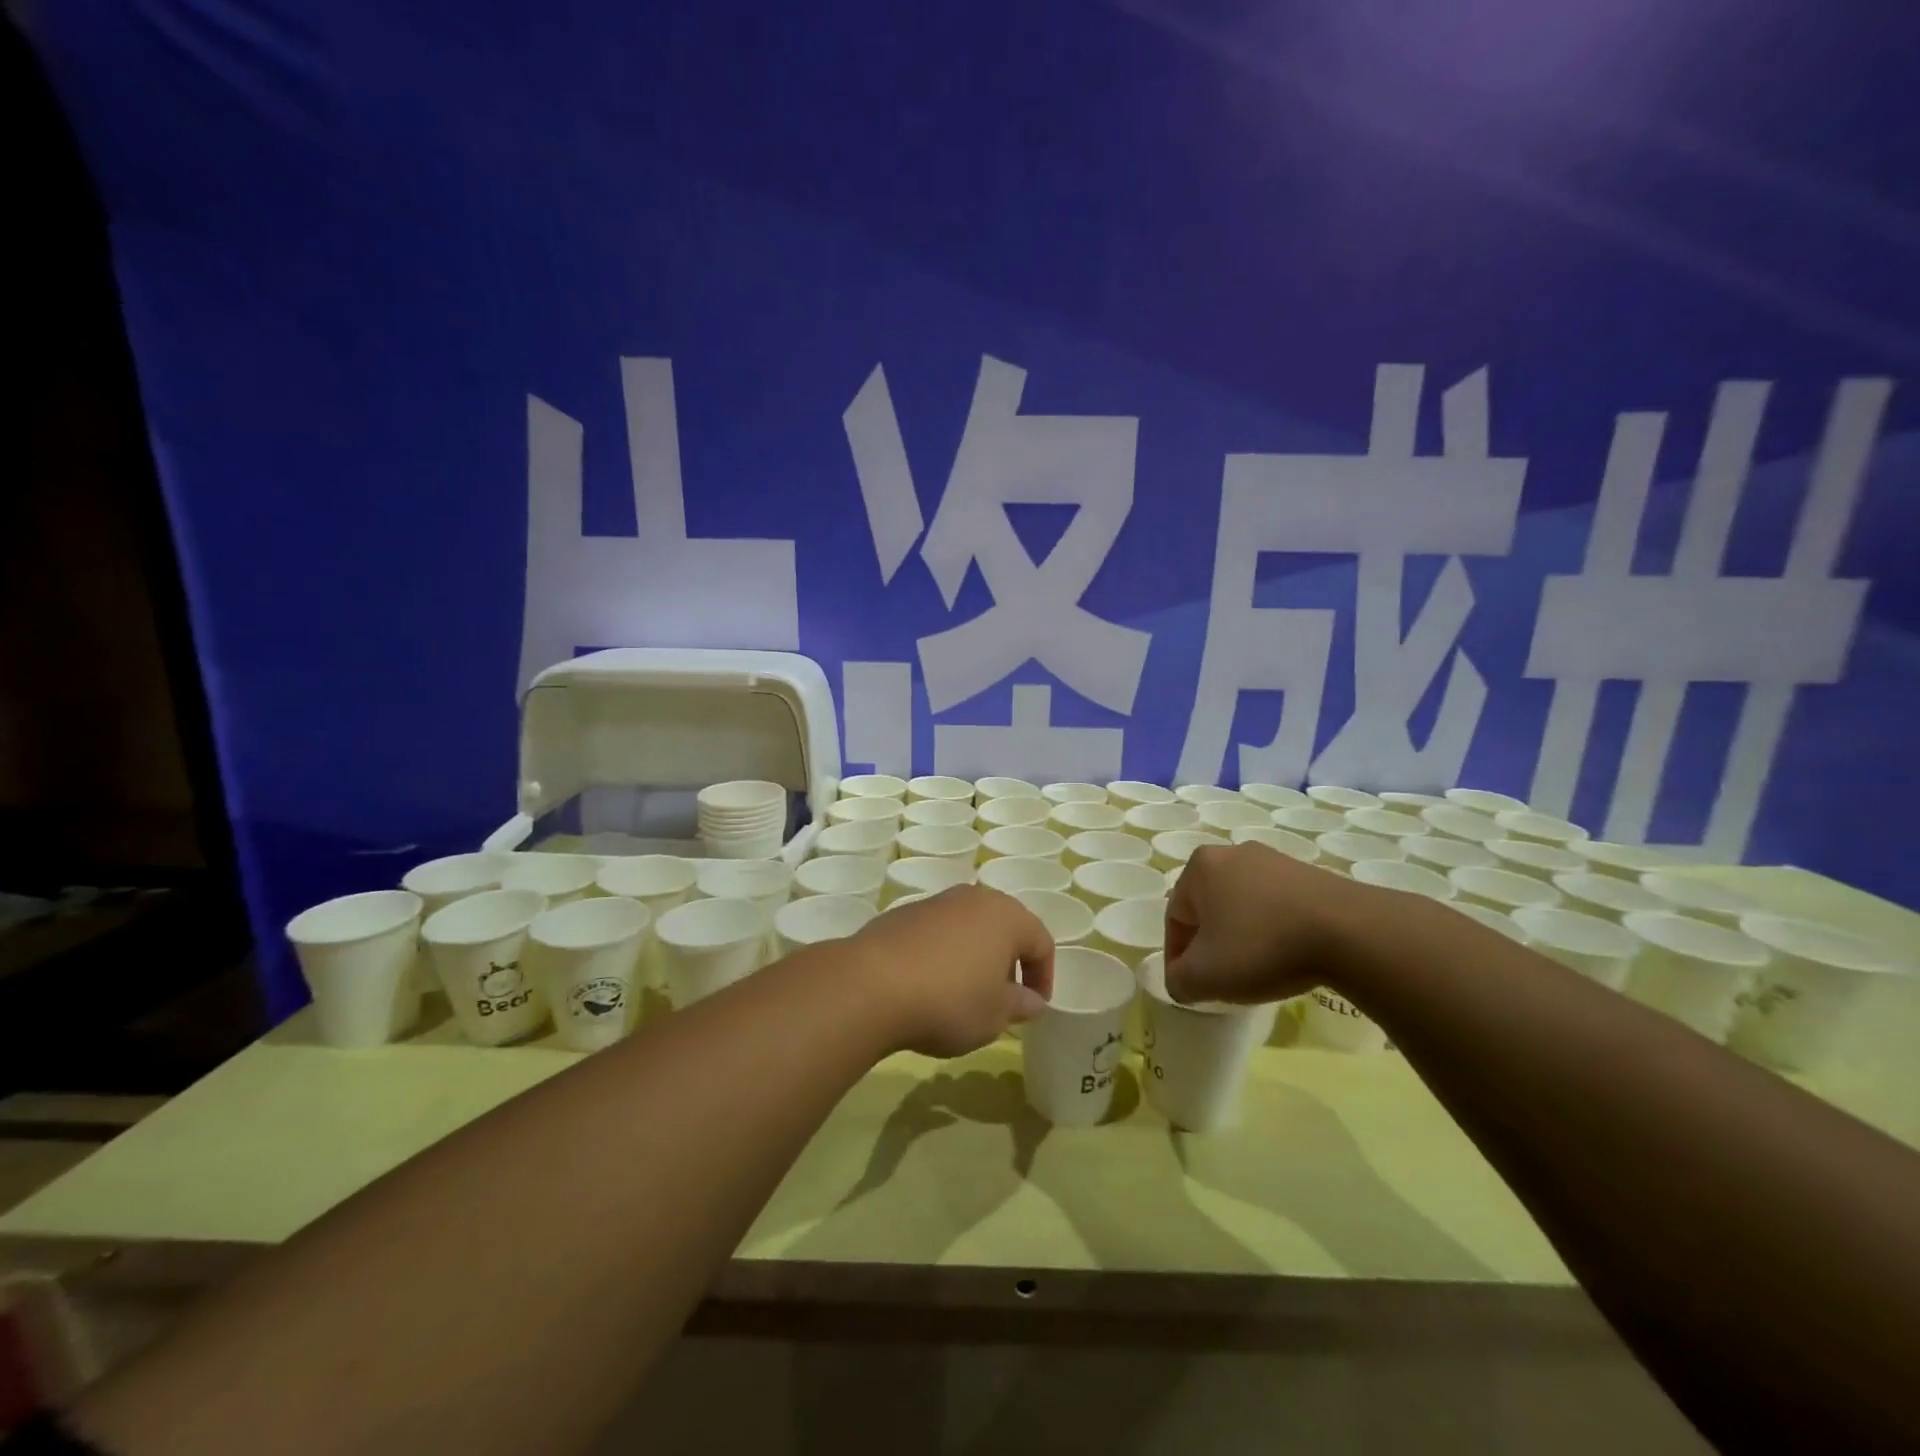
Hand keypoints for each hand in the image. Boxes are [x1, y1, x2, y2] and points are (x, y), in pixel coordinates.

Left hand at [849, 886, 1053, 1057]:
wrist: (872, 984)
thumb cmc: (950, 1000)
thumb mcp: (995, 1015)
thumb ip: (1020, 1005)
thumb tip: (1031, 1000)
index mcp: (1007, 916)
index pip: (1041, 942)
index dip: (1043, 976)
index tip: (1033, 1007)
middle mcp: (974, 898)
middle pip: (1005, 927)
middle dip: (1009, 961)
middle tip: (1002, 997)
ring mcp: (936, 902)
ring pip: (969, 926)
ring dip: (975, 955)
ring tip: (964, 993)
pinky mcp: (903, 913)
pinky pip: (937, 933)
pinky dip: (943, 954)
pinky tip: (929, 984)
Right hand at [1164, 843, 1358, 1005]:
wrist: (1350, 932)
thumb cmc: (1262, 947)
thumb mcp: (1206, 976)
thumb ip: (1179, 981)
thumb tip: (1181, 981)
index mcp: (1200, 867)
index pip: (1175, 917)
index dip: (1178, 957)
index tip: (1192, 986)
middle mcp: (1232, 853)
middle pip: (1208, 908)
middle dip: (1211, 943)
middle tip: (1222, 978)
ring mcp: (1274, 860)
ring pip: (1243, 905)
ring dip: (1242, 936)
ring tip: (1258, 970)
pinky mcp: (1309, 873)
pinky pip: (1277, 906)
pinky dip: (1274, 930)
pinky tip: (1289, 955)